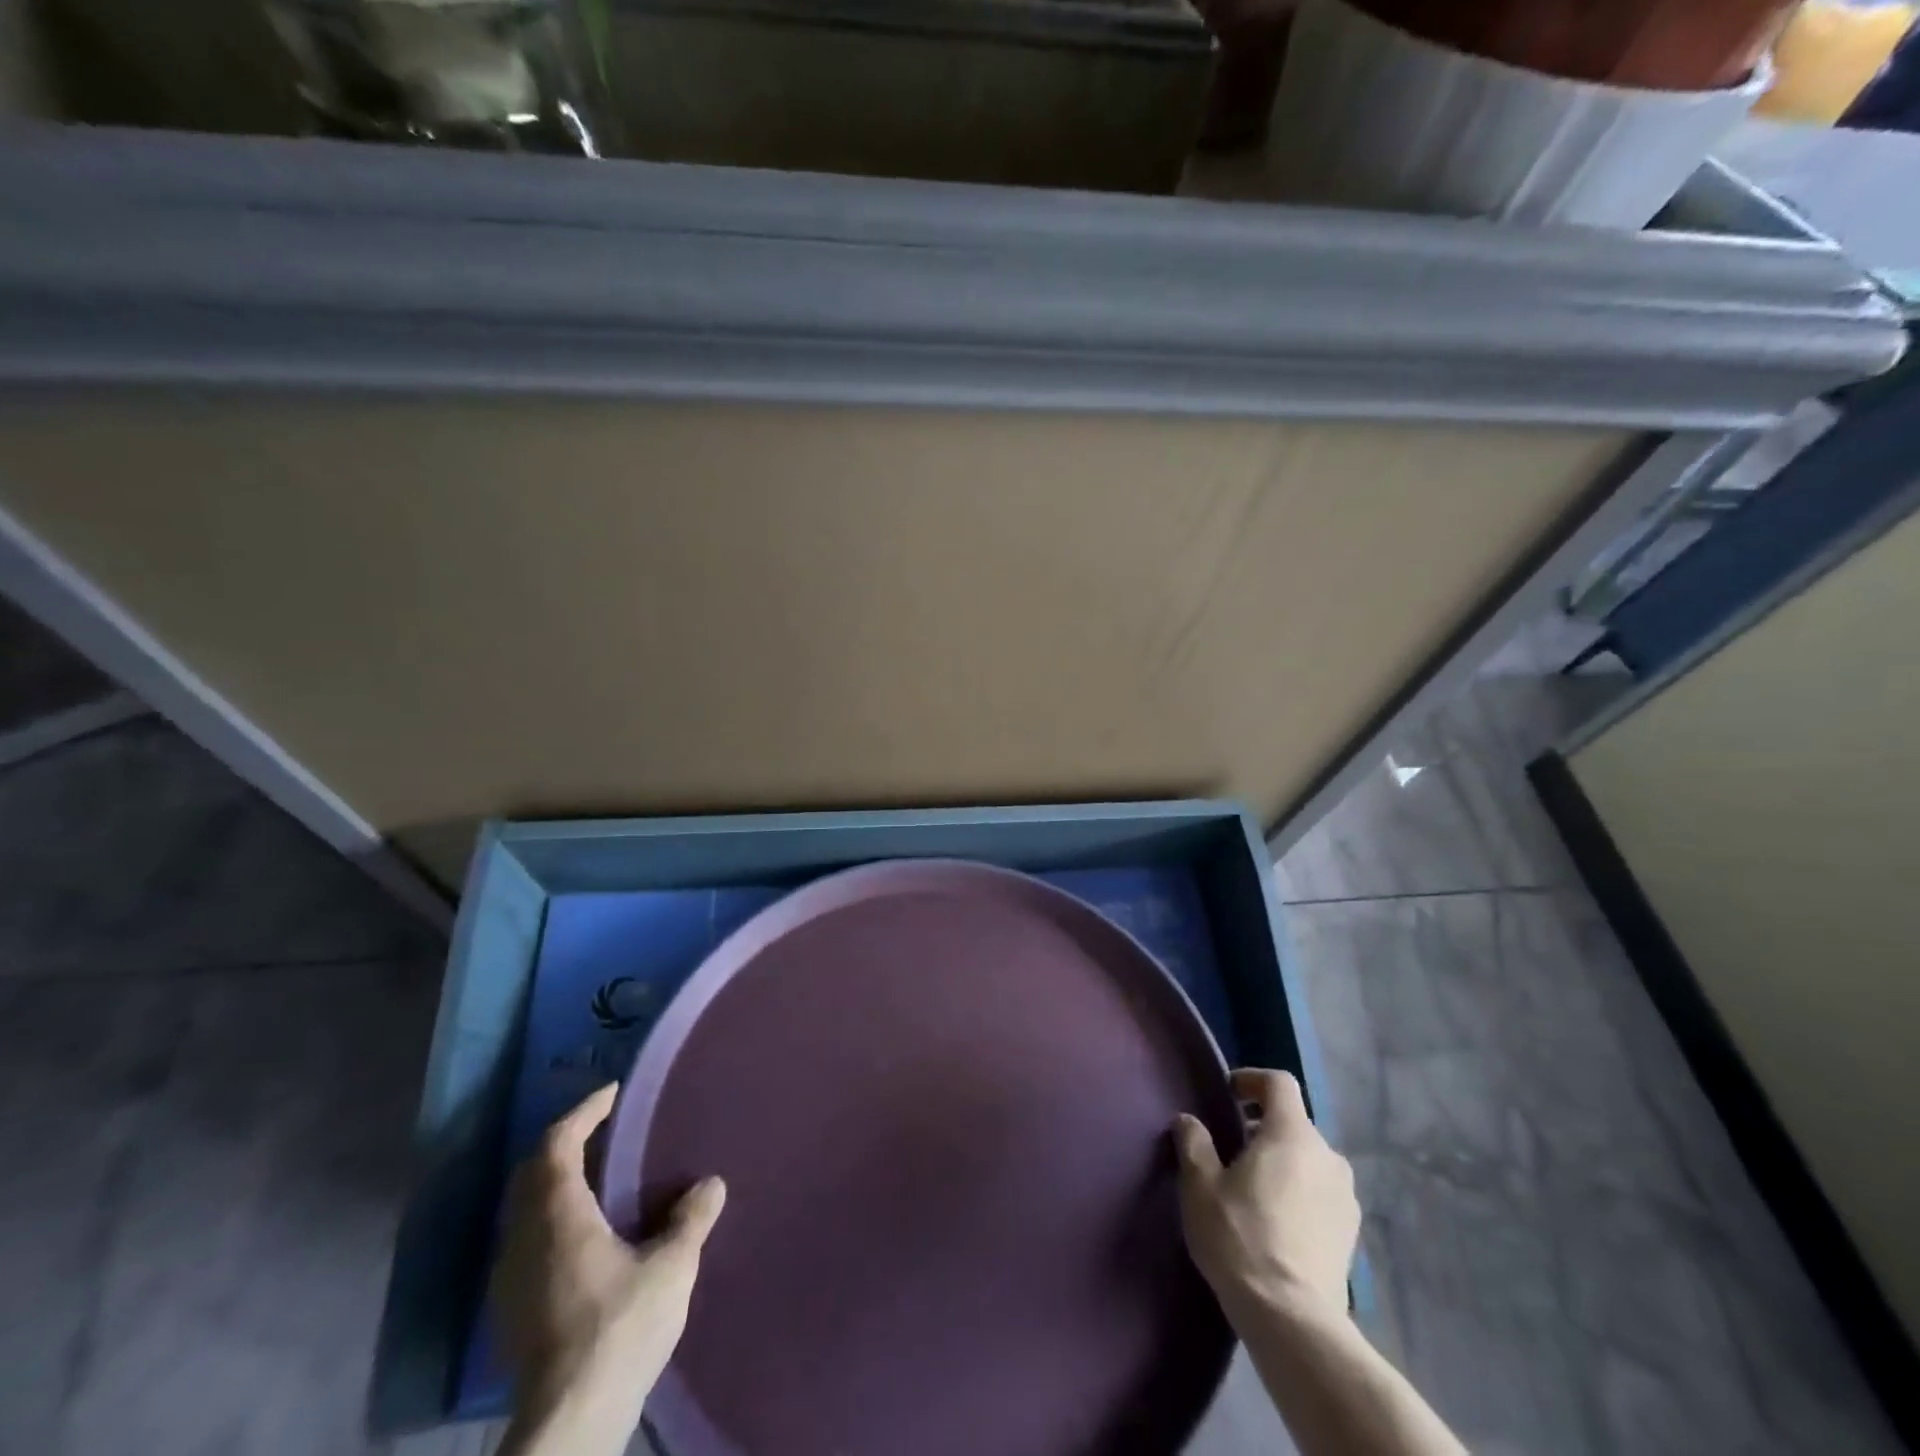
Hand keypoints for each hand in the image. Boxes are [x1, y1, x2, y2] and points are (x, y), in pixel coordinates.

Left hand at [492, 1084, 725, 1455]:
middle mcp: (525, 1238)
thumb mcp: (670, 1268)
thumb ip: (691, 1220)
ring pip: (523, 1207)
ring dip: (554, 1181)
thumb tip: (711, 1184)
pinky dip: (550, 1216)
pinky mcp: (509, 1310)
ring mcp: (510, 1277)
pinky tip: (582, 1235)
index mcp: (559, 1216)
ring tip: (596, 1176)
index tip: (612, 1093)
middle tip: (602, 1129)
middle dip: (564, 1142)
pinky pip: (525, 1239)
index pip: (558, 1144)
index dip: (583, 1112)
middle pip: (531, 1172)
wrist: (568, 1423)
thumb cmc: (618, 1330)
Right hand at [1173, 1068, 1358, 1322]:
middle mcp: (1327, 1156)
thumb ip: (1194, 1142)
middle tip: (1232, 1148)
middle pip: (1294, 1122)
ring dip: (1283, 1160)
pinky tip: (1276, 1220)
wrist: (1293, 1320)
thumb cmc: (1240, 1238)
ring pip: (1310, 1159)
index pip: (1279, 1083)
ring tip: (1254, 1187)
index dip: (1252, 1079)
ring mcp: (1345, 1196)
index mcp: (1292, 1134)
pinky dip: (1299, 1191)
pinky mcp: (1352, 1232)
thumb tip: (1188, 1120)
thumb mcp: (1200, 1185)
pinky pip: (1321, 1192)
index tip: (1228, 1094)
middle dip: (1264, 1126)